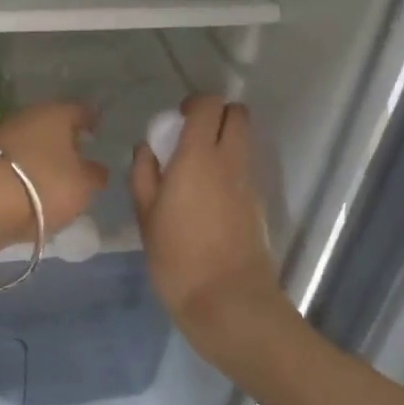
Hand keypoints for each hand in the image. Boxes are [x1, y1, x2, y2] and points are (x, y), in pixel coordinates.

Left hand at [0, 101, 108, 240]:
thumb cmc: (46, 184)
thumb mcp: (83, 185)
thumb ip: (94, 175)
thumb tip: (97, 169)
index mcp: (57, 113)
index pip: (80, 111)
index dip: (90, 121)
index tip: (97, 132)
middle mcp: (28, 115)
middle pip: (51, 124)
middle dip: (62, 138)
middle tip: (76, 156)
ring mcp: (1, 134)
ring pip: (29, 140)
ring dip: (40, 154)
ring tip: (52, 175)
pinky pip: (12, 160)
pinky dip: (22, 169)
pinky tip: (28, 186)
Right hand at [130, 95, 288, 373]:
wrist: (228, 301)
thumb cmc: (177, 258)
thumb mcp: (146, 216)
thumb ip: (144, 174)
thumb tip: (147, 149)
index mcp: (199, 156)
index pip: (208, 105)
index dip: (194, 104)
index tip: (177, 120)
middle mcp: (230, 160)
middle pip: (237, 114)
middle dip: (217, 115)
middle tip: (191, 138)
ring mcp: (249, 181)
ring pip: (244, 141)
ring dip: (225, 141)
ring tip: (197, 169)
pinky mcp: (259, 203)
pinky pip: (246, 168)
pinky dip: (231, 167)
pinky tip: (209, 197)